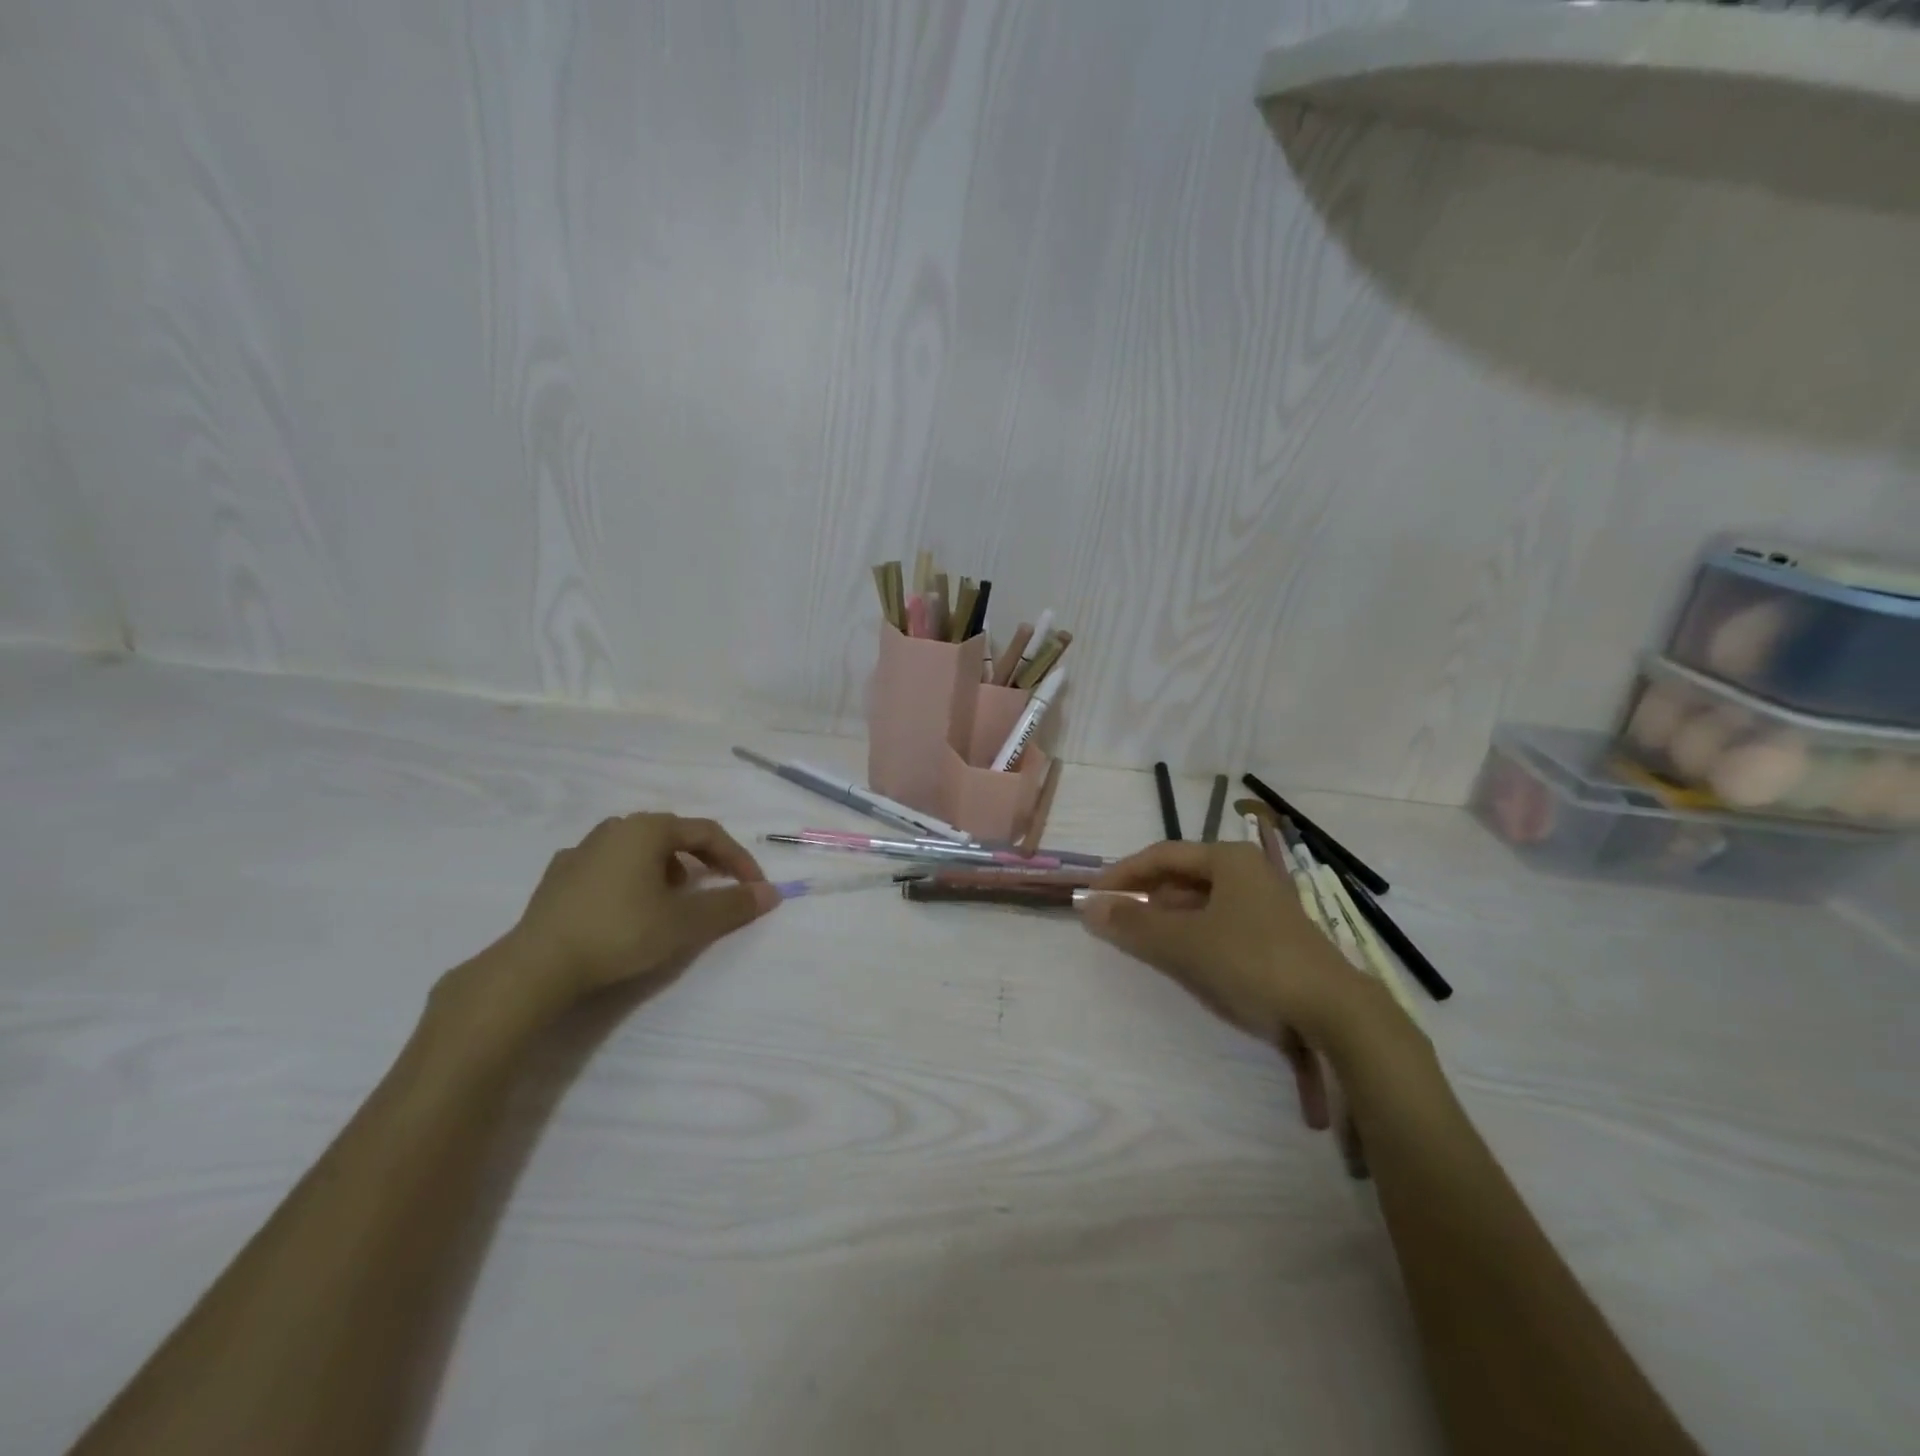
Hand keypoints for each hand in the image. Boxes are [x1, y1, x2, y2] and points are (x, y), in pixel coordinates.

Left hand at [497, 813, 779, 1011]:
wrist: (537, 966)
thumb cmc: (620, 933)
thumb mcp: (685, 923)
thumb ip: (731, 906)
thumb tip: (771, 893)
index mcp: (647, 829)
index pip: (707, 833)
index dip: (738, 858)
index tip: (754, 888)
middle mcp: (615, 828)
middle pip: (673, 836)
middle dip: (703, 861)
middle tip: (717, 889)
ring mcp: (581, 850)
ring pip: (640, 849)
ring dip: (667, 869)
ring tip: (673, 902)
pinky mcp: (559, 876)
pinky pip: (609, 866)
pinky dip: (631, 879)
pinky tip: (628, 907)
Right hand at [1081, 841, 1383, 1128]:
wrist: (1334, 1012)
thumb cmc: (1253, 961)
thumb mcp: (1185, 942)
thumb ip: (1134, 924)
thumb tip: (1087, 907)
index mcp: (1228, 859)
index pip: (1161, 855)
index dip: (1123, 873)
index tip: (1092, 894)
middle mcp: (1246, 872)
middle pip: (1180, 875)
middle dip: (1143, 895)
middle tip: (1110, 917)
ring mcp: (1261, 904)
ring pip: (1198, 900)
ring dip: (1164, 916)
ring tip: (1135, 936)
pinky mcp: (1270, 935)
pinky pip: (1215, 922)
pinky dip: (1188, 933)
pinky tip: (1176, 953)